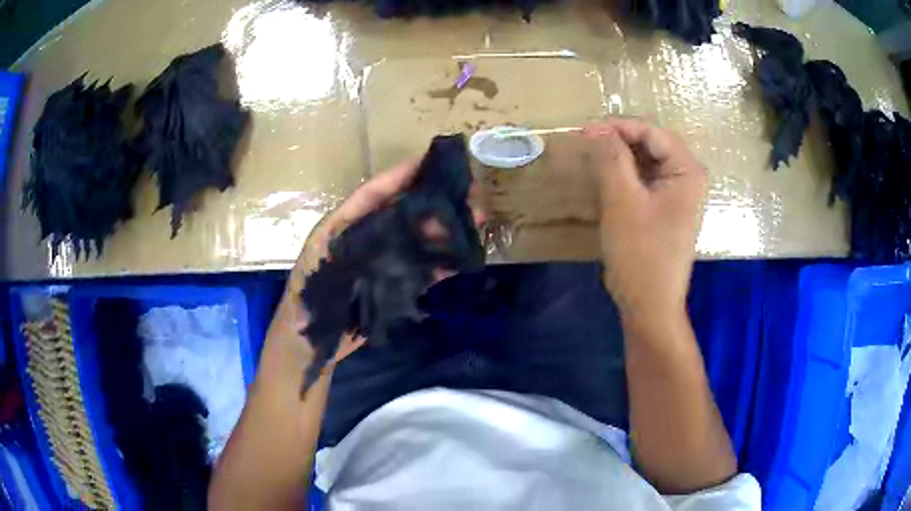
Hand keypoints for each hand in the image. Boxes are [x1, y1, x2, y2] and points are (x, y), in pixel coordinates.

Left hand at [278, 157, 484, 366]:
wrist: (312, 339)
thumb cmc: (309, 292)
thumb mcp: (321, 250)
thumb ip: (349, 223)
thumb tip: (393, 202)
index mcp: (348, 223)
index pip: (378, 191)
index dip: (404, 174)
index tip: (433, 161)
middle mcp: (369, 237)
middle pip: (406, 212)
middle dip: (437, 202)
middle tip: (468, 196)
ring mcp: (384, 262)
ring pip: (420, 239)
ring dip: (446, 231)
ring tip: (475, 222)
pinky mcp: (394, 286)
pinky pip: (423, 269)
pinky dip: (443, 263)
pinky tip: (462, 256)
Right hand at [584, 118, 706, 322]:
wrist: (650, 306)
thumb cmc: (641, 254)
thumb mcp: (622, 201)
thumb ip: (611, 157)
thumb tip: (597, 128)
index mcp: (688, 171)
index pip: (652, 132)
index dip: (618, 127)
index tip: (584, 130)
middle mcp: (688, 178)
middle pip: (651, 145)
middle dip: (619, 141)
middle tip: (586, 143)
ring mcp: (679, 195)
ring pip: (647, 162)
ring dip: (620, 158)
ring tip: (592, 158)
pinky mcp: (667, 209)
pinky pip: (646, 181)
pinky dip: (625, 176)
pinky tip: (606, 180)